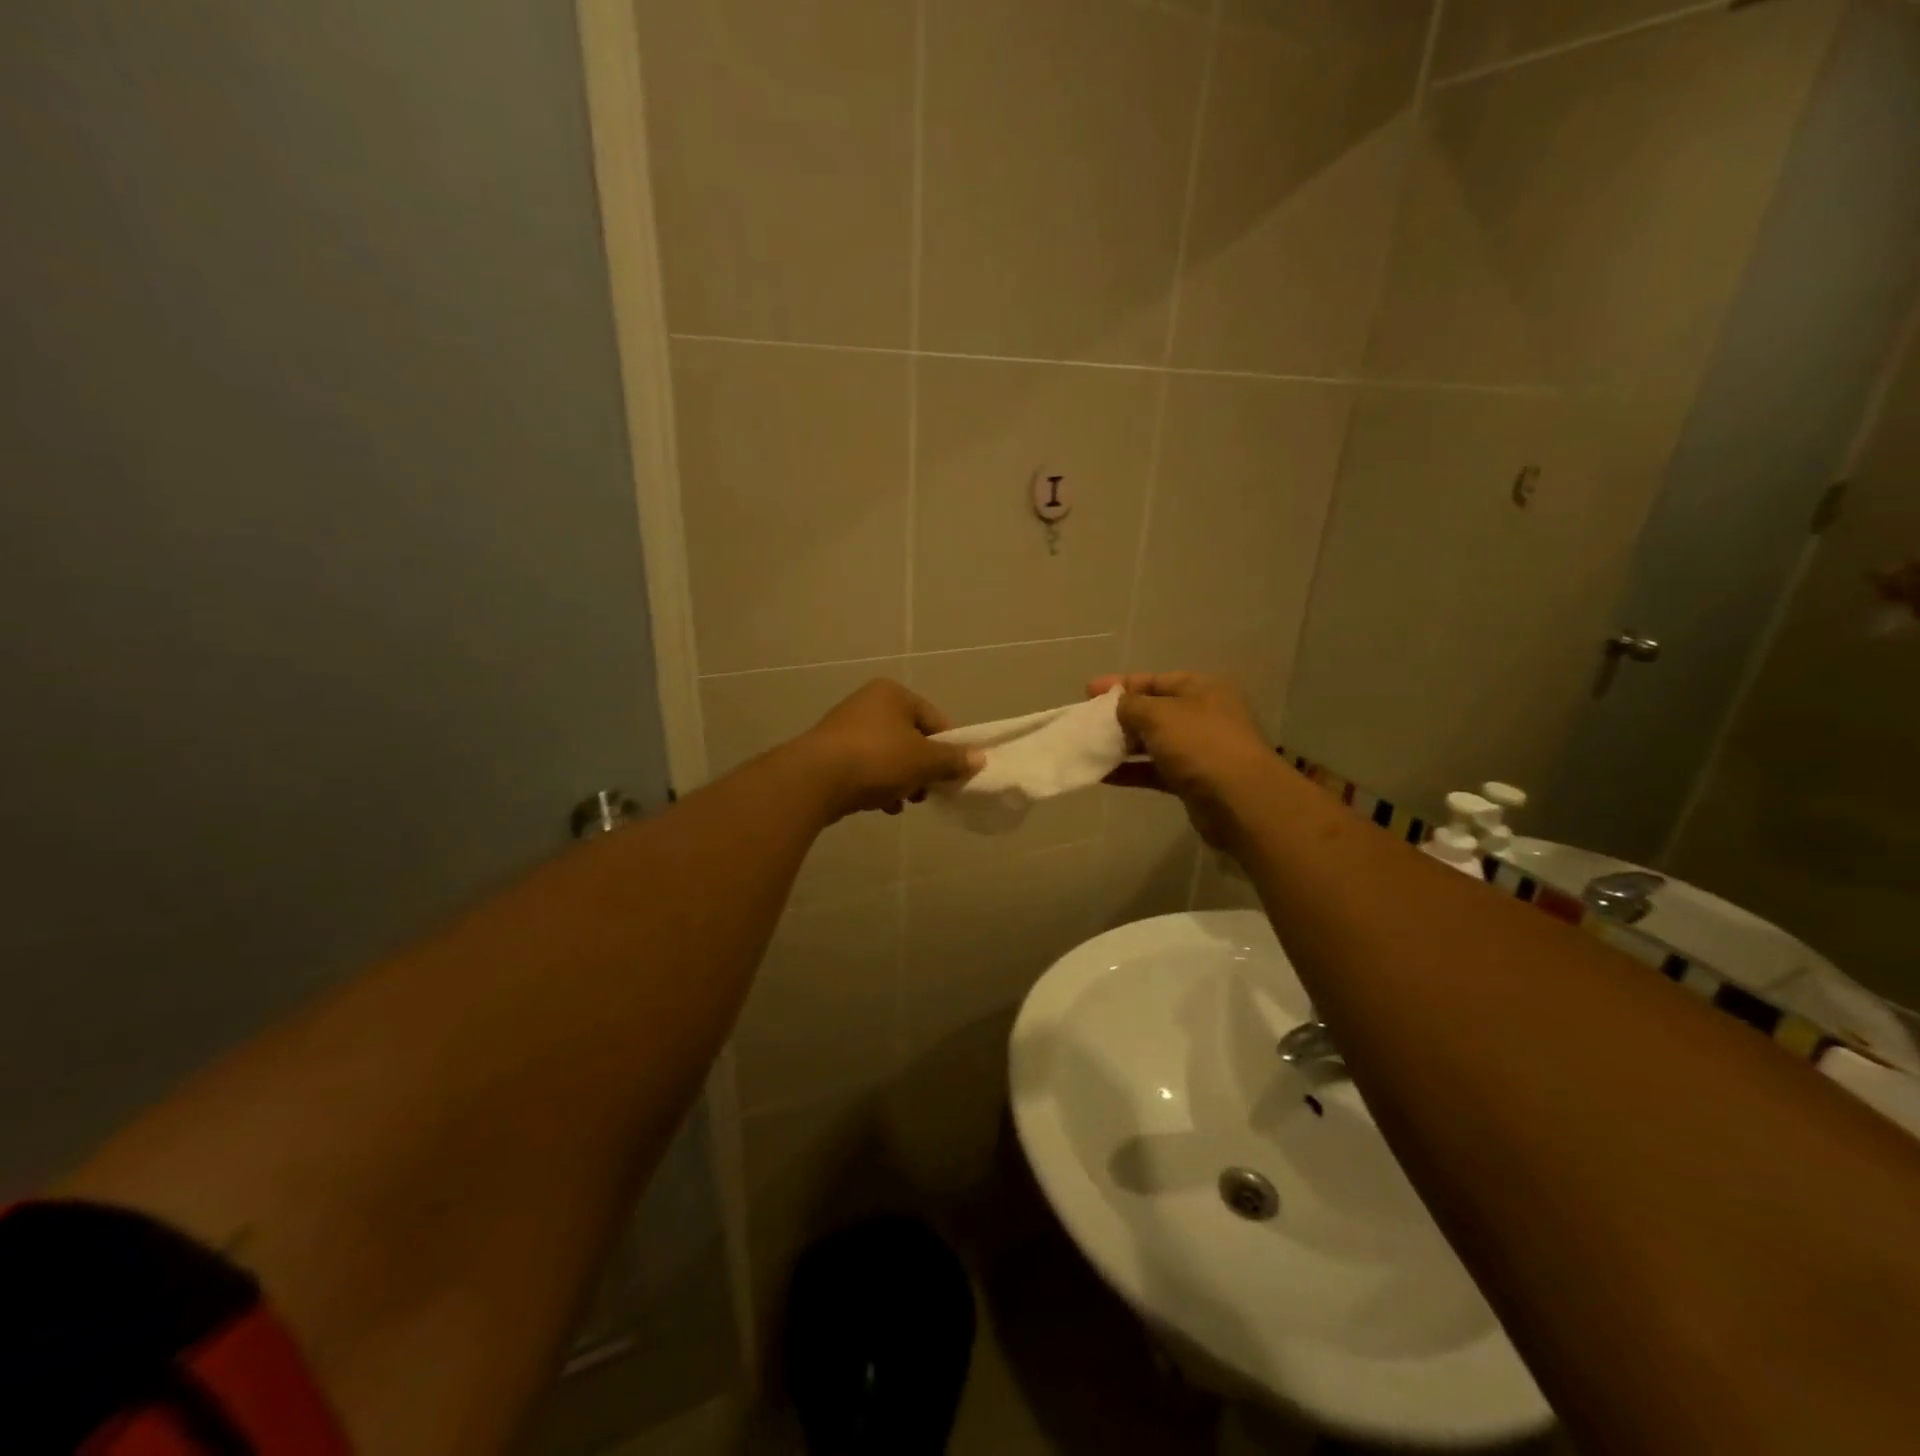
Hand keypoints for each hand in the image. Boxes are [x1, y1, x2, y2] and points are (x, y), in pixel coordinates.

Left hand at [795, 679, 982, 820]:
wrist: (814, 780)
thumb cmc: (877, 759)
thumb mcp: (924, 760)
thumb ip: (953, 759)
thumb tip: (979, 758)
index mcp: (893, 694)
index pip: (935, 720)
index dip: (949, 748)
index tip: (955, 775)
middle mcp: (868, 704)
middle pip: (911, 739)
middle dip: (923, 768)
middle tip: (928, 791)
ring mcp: (846, 729)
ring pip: (889, 756)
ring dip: (902, 780)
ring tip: (905, 802)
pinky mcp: (830, 754)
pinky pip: (866, 769)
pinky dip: (878, 785)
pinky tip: (883, 806)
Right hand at [1088, 672, 1278, 847]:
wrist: (1240, 801)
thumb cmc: (1200, 744)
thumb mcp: (1159, 714)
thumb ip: (1131, 705)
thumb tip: (1118, 706)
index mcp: (1202, 689)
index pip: (1155, 680)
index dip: (1120, 684)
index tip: (1088, 692)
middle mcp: (1203, 715)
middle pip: (1153, 711)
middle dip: (1119, 716)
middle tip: (1086, 722)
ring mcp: (1199, 750)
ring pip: (1153, 742)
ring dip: (1122, 745)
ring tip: (1089, 747)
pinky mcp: (1192, 781)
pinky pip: (1154, 770)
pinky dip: (1130, 771)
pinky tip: (1102, 774)